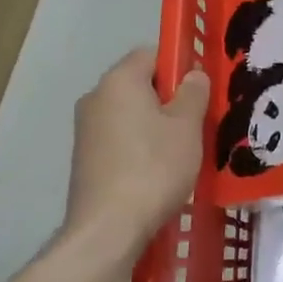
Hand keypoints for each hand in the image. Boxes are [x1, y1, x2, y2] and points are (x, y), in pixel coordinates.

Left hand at [64, 49, 209, 254]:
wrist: (108, 228)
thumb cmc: (154, 167)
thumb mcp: (187, 127)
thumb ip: (193, 93)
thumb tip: (192, 74)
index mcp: (119, 80)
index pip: (152, 53)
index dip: (179, 65)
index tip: (199, 91)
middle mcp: (95, 97)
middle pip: (139, 83)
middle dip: (168, 98)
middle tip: (195, 123)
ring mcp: (85, 129)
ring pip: (129, 113)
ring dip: (154, 124)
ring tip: (179, 151)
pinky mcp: (84, 158)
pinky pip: (119, 138)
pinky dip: (138, 146)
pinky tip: (156, 171)